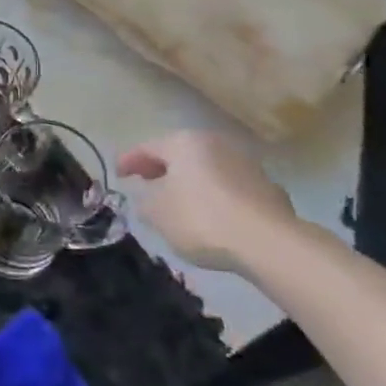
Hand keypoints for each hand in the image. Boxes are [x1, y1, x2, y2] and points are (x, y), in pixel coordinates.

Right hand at [118, 130, 297, 273]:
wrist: (268, 242)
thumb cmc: (201, 219)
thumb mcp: (157, 214)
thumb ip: (145, 201)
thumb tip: (148, 197)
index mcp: (184, 142)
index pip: (147, 147)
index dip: (129, 160)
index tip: (118, 175)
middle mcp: (215, 144)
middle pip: (180, 153)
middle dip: (161, 168)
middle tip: (146, 182)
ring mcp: (246, 164)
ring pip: (207, 168)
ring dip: (190, 181)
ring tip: (178, 201)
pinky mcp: (267, 188)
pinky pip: (229, 186)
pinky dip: (215, 195)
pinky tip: (211, 213)